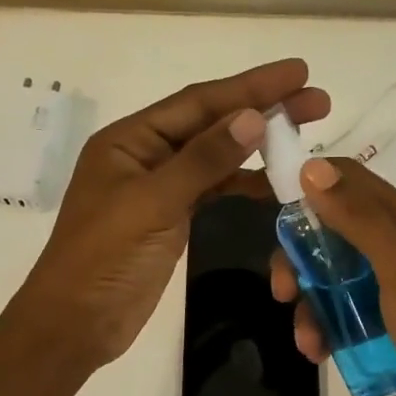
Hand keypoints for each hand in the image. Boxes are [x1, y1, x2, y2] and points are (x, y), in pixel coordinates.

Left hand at [16, 59, 329, 372]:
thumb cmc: (105, 257)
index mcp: (130, 140)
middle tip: (317, 101)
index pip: (198, 102)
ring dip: (257, 146)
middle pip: (211, 124)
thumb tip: (252, 117)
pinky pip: (213, 189)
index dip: (250, 86)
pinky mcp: (170, 218)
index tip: (298, 72)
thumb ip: (203, 160)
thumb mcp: (153, 203)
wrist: (78, 322)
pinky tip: (273, 183)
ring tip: (305, 136)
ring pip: (215, 157)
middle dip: (262, 109)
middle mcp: (145, 155)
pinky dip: (242, 183)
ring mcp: (159, 188)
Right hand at [269, 157, 395, 395]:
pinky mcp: (387, 318)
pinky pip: (344, 309)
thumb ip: (357, 217)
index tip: (266, 205)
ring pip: (332, 276)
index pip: (347, 180)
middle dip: (299, 259)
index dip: (306, 183)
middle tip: (284, 292)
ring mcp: (392, 283)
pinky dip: (326, 326)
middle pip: (330, 232)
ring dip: (311, 304)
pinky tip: (319, 351)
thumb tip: (311, 166)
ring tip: (308, 341)